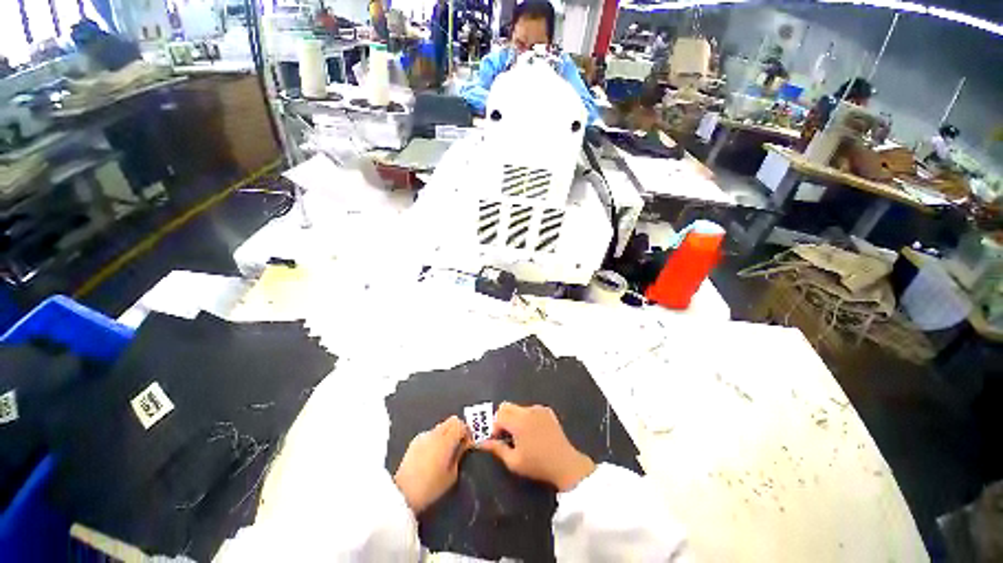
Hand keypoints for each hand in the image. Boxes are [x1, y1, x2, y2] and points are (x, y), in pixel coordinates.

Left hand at [394, 416, 470, 513]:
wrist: (403, 494)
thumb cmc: (431, 487)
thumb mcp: (452, 474)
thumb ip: (459, 455)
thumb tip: (463, 445)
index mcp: (446, 440)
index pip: (461, 424)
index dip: (467, 432)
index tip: (467, 443)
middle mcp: (434, 434)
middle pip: (451, 420)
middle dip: (458, 429)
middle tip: (459, 444)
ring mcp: (423, 436)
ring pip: (441, 426)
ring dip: (447, 433)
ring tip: (445, 451)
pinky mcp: (414, 441)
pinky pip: (430, 434)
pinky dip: (436, 439)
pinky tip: (433, 455)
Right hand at [478, 402, 594, 491]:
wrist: (565, 463)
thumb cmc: (537, 465)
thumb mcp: (514, 461)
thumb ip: (496, 449)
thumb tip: (481, 443)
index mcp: (518, 421)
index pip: (498, 415)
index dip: (494, 427)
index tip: (498, 439)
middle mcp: (527, 410)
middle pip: (506, 406)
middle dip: (502, 419)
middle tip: (506, 436)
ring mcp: (538, 408)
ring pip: (518, 407)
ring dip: (514, 418)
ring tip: (520, 436)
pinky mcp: (546, 410)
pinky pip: (530, 409)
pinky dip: (526, 417)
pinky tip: (532, 432)